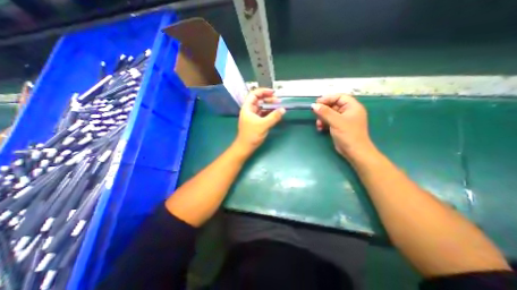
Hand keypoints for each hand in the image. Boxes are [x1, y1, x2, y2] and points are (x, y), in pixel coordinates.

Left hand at [236, 87, 283, 151]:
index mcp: (247, 108)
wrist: (245, 147)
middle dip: (268, 99)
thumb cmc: (252, 135)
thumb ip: (274, 117)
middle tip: (278, 101)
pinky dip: (269, 113)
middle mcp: (249, 110)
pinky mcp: (256, 121)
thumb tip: (283, 109)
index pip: (254, 94)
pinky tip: (275, 114)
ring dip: (269, 106)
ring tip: (278, 107)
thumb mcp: (263, 125)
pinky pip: (263, 114)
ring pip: (261, 107)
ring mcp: (252, 116)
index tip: (273, 93)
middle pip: (258, 100)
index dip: (263, 91)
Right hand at [312, 95, 373, 158]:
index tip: (317, 103)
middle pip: (333, 105)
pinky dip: (324, 123)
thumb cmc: (348, 134)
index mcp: (352, 107)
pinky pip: (329, 121)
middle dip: (323, 110)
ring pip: (330, 114)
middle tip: (315, 113)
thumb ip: (325, 112)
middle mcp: (348, 111)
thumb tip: (314, 105)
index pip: (339, 97)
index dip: (328, 98)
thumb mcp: (336, 121)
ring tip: (318, 124)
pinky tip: (320, 128)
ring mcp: (343, 120)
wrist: (354, 151)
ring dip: (322, 118)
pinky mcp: (339, 126)